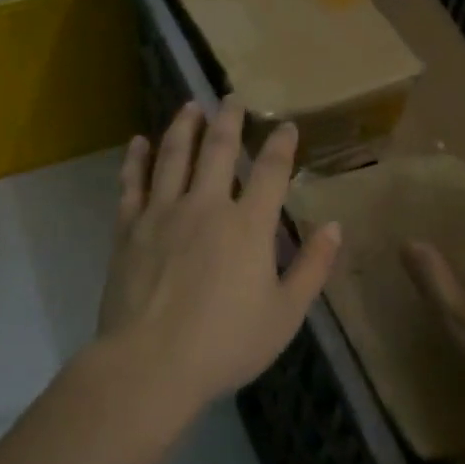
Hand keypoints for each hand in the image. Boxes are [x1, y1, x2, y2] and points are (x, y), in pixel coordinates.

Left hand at [97, 98, 341, 415]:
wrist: (150, 365)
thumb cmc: (226, 343)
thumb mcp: (285, 314)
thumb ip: (312, 267)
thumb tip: (335, 226)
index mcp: (248, 225)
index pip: (271, 171)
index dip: (280, 145)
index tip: (285, 125)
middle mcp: (206, 206)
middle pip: (218, 150)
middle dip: (228, 120)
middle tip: (231, 98)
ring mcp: (163, 213)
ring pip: (174, 156)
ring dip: (183, 127)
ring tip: (190, 106)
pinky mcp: (129, 229)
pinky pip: (132, 184)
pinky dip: (136, 160)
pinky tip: (138, 142)